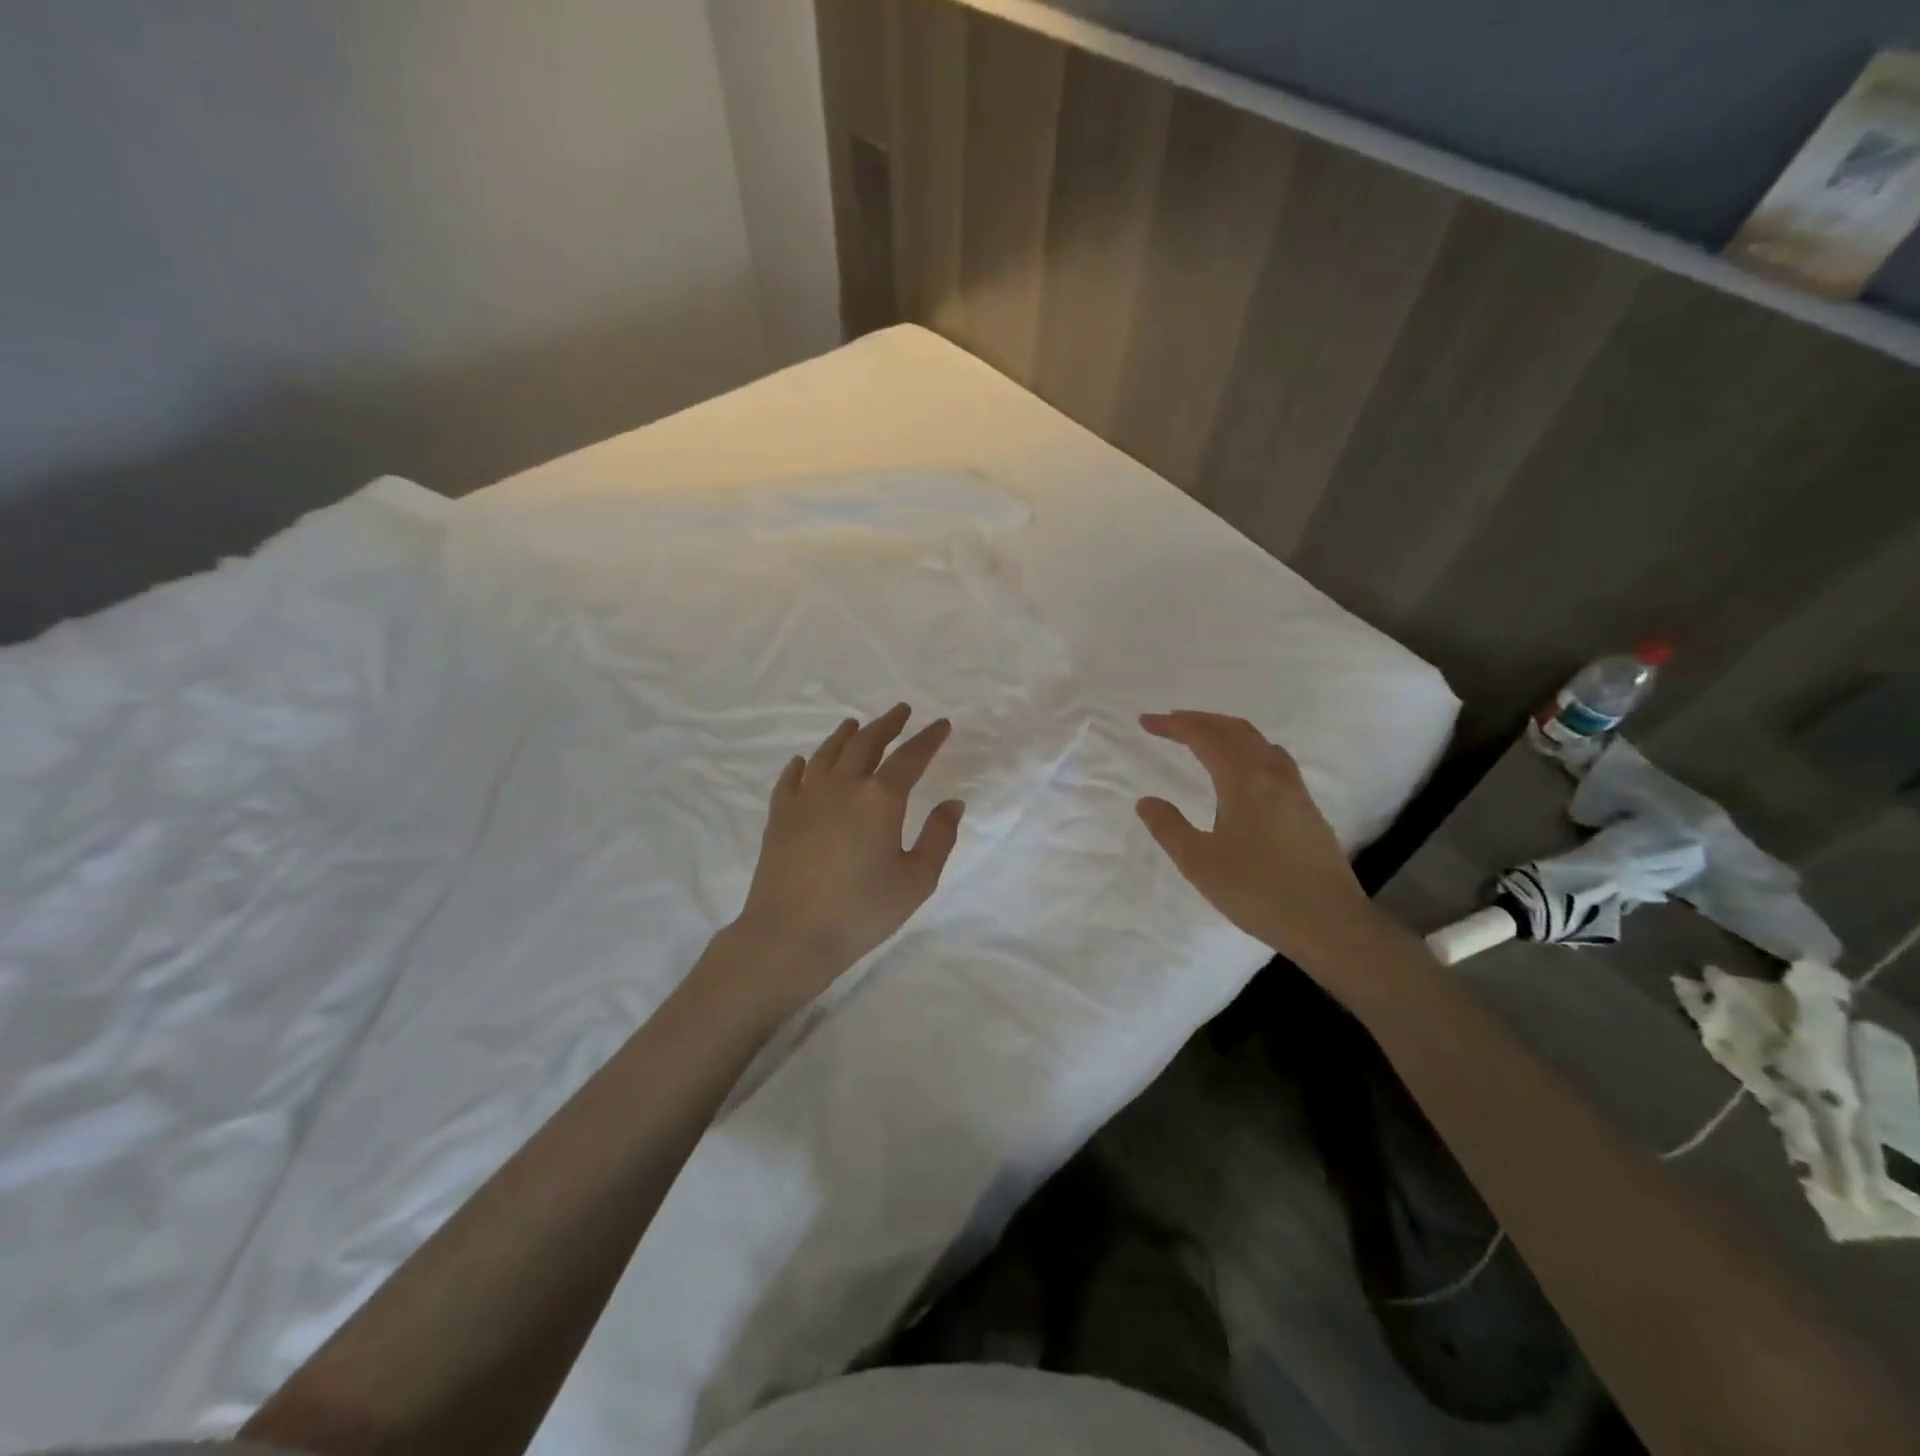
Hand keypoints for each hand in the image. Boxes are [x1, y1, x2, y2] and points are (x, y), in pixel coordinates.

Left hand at [726, 705, 964, 1009]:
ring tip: (855, 723)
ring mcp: (806, 798)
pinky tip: (803, 762)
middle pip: (866, 743)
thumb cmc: (861, 910)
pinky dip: (801, 765)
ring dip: (845, 735)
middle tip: (900, 711)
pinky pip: (791, 779)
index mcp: (880, 798)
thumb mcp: (916, 880)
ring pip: (827, 754)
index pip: (909, 757)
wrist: (790, 934)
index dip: (928, 738)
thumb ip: (939, 838)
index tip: (941, 724)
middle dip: (887, 724)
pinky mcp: (780, 816)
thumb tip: (952, 803)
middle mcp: (843, 786)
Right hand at [1136, 711, 1388, 969]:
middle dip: (1200, 720)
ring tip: (1204, 740)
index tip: (1146, 722)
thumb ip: (1168, 827)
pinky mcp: (1307, 809)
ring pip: (1259, 742)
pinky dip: (1248, 749)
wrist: (1328, 923)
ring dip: (1227, 732)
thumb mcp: (1198, 862)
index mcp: (1243, 780)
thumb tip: (1147, 801)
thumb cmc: (1256, 890)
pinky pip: (1274, 759)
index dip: (1174, 725)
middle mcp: (1272, 774)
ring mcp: (1295, 790)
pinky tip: (1243, 772)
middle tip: (1170, 724)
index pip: (1204, 736)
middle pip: (1235, 729)